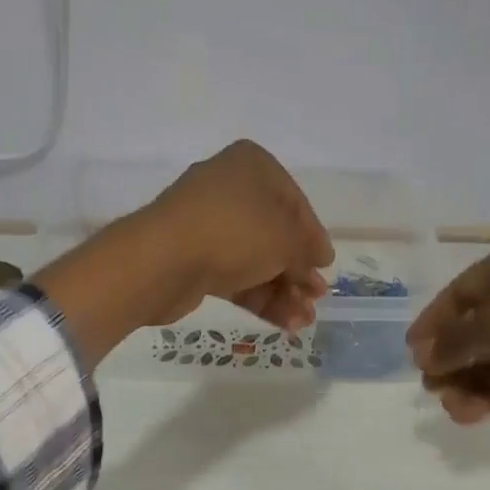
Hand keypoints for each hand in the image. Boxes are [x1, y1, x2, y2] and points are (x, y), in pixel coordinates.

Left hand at [132, 140, 333, 330]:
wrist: (164, 261)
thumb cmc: (234, 232)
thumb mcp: (286, 238)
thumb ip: (307, 250)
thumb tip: (318, 261)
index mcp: (252, 167)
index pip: (295, 202)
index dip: (313, 237)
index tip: (326, 266)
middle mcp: (229, 190)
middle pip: (275, 235)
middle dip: (298, 271)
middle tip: (317, 298)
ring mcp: (209, 227)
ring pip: (256, 260)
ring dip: (284, 291)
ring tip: (304, 320)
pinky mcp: (195, 261)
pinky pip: (236, 278)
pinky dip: (261, 298)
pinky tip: (286, 323)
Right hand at [406, 233, 489, 422]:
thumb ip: (460, 339)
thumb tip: (423, 354)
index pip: (461, 292)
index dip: (434, 324)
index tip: (413, 356)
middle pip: (476, 326)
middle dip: (453, 359)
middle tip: (434, 389)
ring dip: (472, 382)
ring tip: (458, 409)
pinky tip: (476, 412)